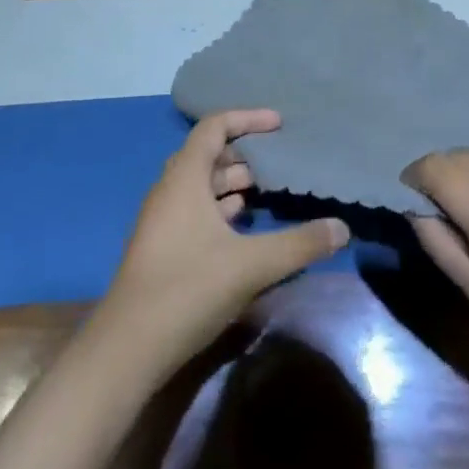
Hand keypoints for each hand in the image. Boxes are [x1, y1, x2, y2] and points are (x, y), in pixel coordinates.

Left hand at [98, 110, 348, 374]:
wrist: (127, 349)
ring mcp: (162, 222)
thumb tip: (342, 228)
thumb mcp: (251, 265)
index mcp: (185, 179)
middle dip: (243, 153)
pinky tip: (242, 228)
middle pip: (207, 155)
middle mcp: (170, 192)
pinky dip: (220, 209)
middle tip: (277, 162)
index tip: (278, 124)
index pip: (213, 127)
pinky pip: (195, 211)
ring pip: (200, 186)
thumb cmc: (188, 289)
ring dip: (231, 183)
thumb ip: (299, 244)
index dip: (246, 118)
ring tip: (266, 191)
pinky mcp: (162, 249)